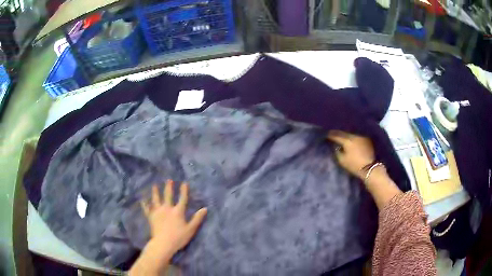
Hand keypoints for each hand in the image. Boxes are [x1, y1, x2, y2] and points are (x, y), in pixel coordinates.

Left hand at [141, 180, 207, 255]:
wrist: (163, 243)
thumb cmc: (179, 237)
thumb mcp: (191, 229)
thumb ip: (197, 219)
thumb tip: (205, 209)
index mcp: (178, 211)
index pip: (182, 199)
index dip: (184, 191)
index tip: (184, 183)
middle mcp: (167, 208)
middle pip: (168, 196)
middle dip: (169, 187)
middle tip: (169, 180)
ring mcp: (157, 212)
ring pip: (156, 199)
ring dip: (155, 192)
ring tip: (155, 186)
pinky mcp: (151, 217)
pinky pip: (147, 209)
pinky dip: (145, 204)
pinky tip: (143, 200)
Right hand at [327, 130, 374, 179]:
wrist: (369, 168)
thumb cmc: (354, 165)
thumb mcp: (342, 160)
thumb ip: (336, 151)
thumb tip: (335, 146)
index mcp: (347, 140)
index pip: (336, 135)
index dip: (330, 135)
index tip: (325, 135)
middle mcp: (354, 135)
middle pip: (343, 132)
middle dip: (337, 133)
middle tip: (332, 134)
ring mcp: (361, 136)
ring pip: (350, 133)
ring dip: (345, 134)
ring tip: (341, 135)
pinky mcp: (366, 139)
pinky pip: (356, 135)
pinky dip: (352, 136)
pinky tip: (351, 138)